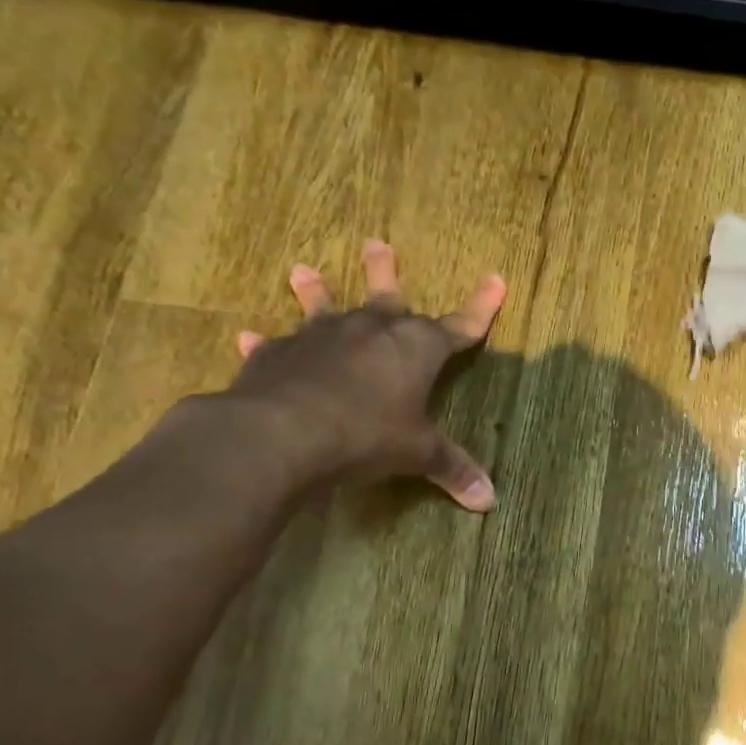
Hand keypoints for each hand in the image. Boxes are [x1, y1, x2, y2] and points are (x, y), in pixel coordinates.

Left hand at [227, 241, 505, 510]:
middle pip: (386, 295)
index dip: (481, 308)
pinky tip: (249, 339)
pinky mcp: (278, 355)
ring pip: (322, 307)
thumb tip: (489, 500)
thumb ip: (452, 469)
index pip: (460, 325)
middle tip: (377, 244)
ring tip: (302, 270)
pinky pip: (274, 346)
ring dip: (315, 290)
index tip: (495, 280)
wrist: (284, 432)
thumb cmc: (367, 434)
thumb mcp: (417, 454)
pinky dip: (266, 344)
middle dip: (384, 271)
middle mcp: (371, 330)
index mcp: (416, 347)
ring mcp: (321, 337)